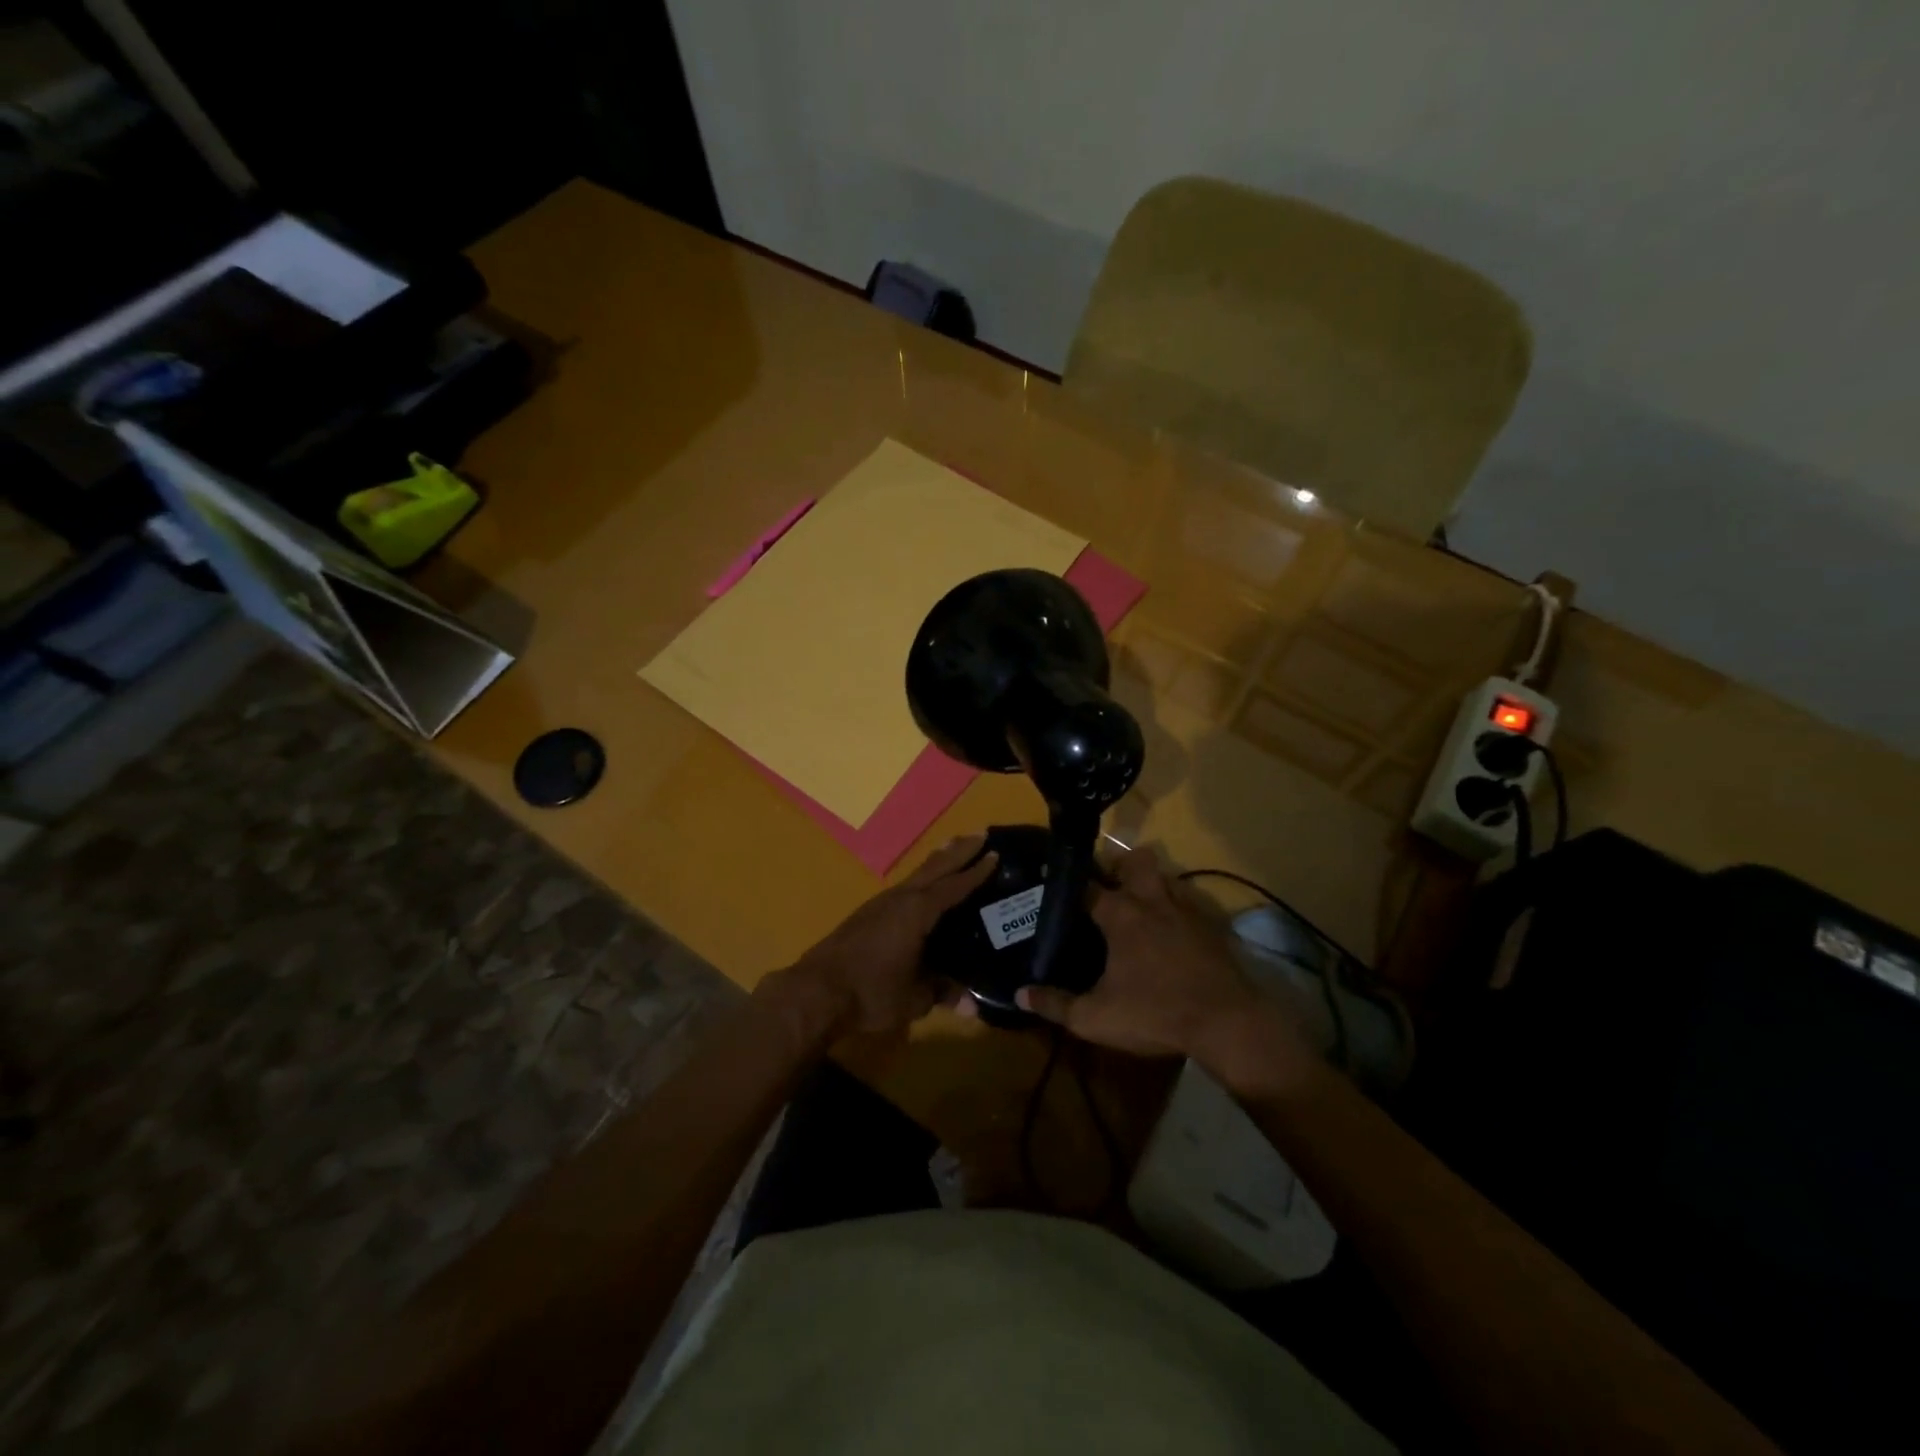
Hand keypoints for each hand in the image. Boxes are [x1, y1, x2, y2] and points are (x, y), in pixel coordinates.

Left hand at [762, 836, 997, 1042]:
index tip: (995, 853)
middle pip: (934, 868)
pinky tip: (919, 888)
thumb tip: (972, 1005)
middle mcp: (900, 899)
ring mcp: (879, 904)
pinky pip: (903, 888)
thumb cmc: (871, 992)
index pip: (954, 887)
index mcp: (917, 912)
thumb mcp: (914, 998)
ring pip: (916, 875)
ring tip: (951, 849)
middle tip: (979, 833)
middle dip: (958, 851)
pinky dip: (920, 879)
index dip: (976, 872)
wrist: (815, 991)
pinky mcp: (865, 915)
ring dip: (937, 861)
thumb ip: (942, 994)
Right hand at [1017, 847, 1317, 1088]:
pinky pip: (1188, 901)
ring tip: (1138, 905)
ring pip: (1164, 876)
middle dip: (1118, 866)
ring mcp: (1185, 909)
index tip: (1051, 879)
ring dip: (1149, 882)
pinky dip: (1176, 907)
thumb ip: (1055, 1004)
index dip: (1066, 881)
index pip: (1085, 885)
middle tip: (1106, 885)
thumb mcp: (1095, 1018)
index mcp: (1120, 915)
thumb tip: (1019, 994)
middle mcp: (1151, 900)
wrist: (1228, 1023)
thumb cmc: (1155, 1014)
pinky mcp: (1210, 924)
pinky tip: (1171, 929)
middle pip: (1133, 862)